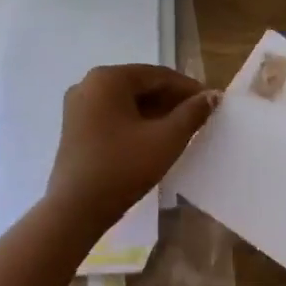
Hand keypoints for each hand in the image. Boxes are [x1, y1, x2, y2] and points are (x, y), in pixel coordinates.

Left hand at [46, 65, 219, 228]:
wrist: (76, 209)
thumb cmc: (123, 168)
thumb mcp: (166, 139)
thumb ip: (192, 113)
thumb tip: (211, 96)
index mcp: (108, 79)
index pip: (158, 75)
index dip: (188, 88)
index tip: (211, 102)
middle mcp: (88, 84)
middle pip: (140, 85)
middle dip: (171, 100)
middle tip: (199, 117)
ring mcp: (78, 107)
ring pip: (126, 101)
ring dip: (155, 112)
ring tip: (181, 129)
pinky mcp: (75, 128)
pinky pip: (112, 115)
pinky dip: (135, 122)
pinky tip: (154, 138)